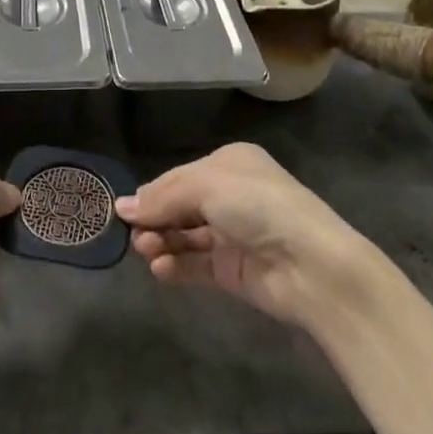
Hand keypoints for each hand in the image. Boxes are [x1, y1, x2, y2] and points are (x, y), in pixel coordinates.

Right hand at [115, 142, 371, 327]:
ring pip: (185, 236)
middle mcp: (230, 196)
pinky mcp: (233, 270)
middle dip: (155, 219)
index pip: (179, 176)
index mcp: (229, 163)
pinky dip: (176, 266)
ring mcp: (232, 235)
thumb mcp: (206, 186)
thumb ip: (163, 197)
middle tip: (134, 236)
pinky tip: (160, 269)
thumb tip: (121, 207)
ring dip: (162, 242)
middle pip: (179, 206)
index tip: (124, 211)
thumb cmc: (258, 206)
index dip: (152, 193)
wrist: (311, 265)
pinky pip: (195, 264)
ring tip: (147, 252)